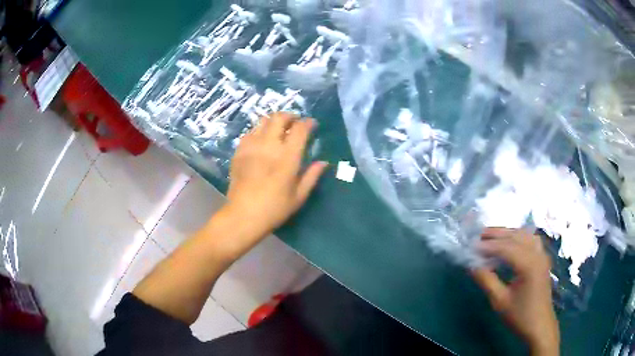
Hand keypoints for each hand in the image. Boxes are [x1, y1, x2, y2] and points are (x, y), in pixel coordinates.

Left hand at [225, 112, 327, 243]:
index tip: (312, 125)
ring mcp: (252, 146)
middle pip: (279, 117)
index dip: (308, 123)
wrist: (243, 215)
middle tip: (295, 123)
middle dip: (290, 116)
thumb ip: (311, 176)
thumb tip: (323, 162)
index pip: (300, 129)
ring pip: (263, 121)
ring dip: (274, 121)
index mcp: (287, 157)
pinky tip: (261, 141)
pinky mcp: (239, 151)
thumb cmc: (274, 209)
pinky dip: (259, 131)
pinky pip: (250, 133)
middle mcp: (269, 145)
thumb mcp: (298, 196)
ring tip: (278, 130)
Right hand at [472, 228, 559, 355]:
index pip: (506, 247)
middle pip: (516, 236)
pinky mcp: (543, 259)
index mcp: (528, 264)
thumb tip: (472, 265)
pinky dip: (519, 237)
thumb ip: (487, 280)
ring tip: (492, 237)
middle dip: (497, 234)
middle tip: (479, 235)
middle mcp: (537, 254)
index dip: (488, 246)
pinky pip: (531, 240)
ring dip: (508, 234)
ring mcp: (542, 255)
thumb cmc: (520, 315)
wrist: (539, 325)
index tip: (472, 246)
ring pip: (525, 235)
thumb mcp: (500, 301)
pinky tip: (511, 243)